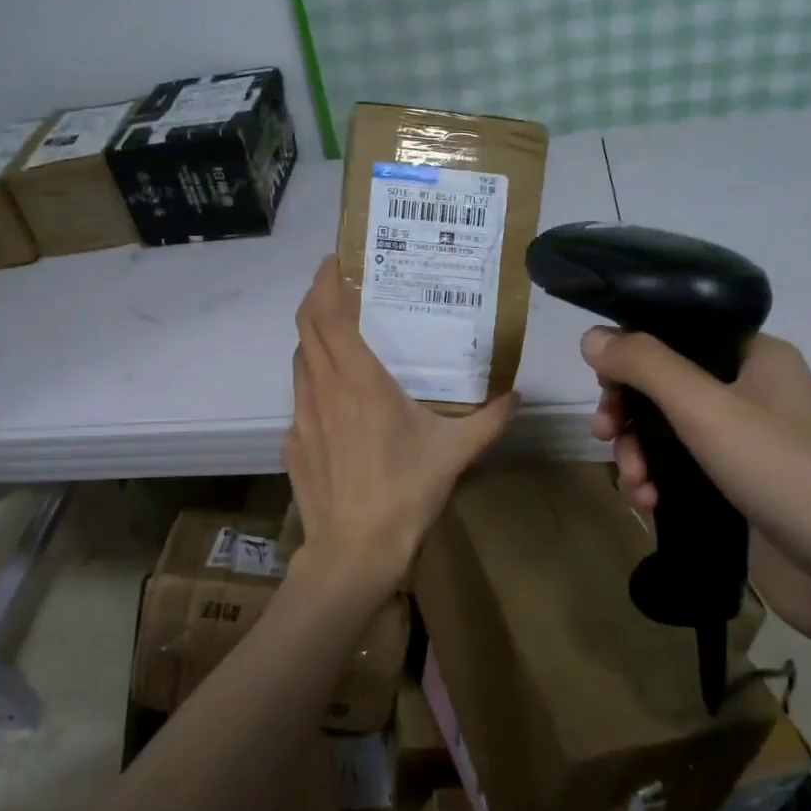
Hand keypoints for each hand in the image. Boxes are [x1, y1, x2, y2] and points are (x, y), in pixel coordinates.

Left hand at [284, 258, 517, 596]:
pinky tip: (337, 403)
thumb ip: (489, 420)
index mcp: (357, 380)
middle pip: (305, 328)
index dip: (324, 281)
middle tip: (339, 287)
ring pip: (299, 361)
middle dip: (317, 299)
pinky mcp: (292, 442)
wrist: (354, 551)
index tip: (334, 260)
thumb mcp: (455, 453)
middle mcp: (322, 388)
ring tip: (341, 338)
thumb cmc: (404, 493)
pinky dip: (313, 383)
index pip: (327, 313)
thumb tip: (518, 397)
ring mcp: (300, 416)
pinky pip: (299, 398)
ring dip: (314, 340)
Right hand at [583, 327, 810, 649]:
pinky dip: (659, 483)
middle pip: (665, 387)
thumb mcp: (705, 409)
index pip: (677, 336)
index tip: (603, 388)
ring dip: (638, 455)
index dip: (632, 357)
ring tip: (636, 486)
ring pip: (669, 433)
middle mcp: (752, 393)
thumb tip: (590, 335)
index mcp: (755, 357)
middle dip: (629, 415)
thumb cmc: (785, 473)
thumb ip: (644, 366)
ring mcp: (748, 445)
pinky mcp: (741, 490)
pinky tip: (648, 505)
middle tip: (605, 436)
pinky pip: (683, 472)